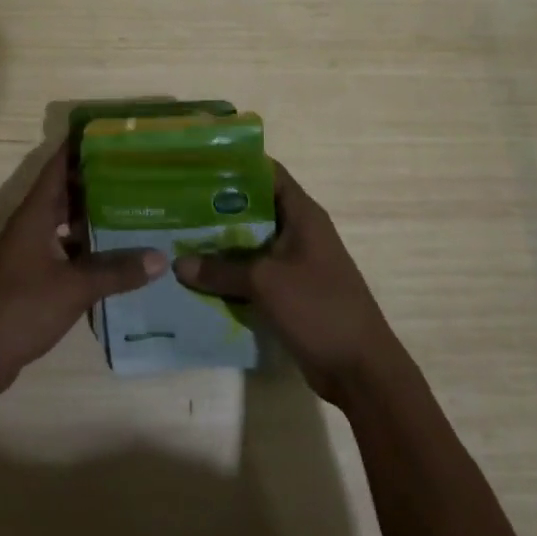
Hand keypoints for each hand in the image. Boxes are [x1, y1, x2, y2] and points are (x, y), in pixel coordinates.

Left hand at [0, 145, 162, 396]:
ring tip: (135, 210)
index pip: (57, 167)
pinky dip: (88, 251)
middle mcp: (31, 226)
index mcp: (34, 215)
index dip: (79, 147)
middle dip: (97, 182)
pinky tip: (117, 258)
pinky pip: (65, 252)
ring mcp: (30, 253)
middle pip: (65, 194)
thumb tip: (160, 258)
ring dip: (94, 218)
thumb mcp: (74, 287)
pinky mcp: (33, 278)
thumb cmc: (20, 307)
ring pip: (66, 225)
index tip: (110, 134)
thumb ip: (116, 271)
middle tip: (137, 173)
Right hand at [174, 160, 406, 404]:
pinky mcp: (289, 291)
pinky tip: (196, 277)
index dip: (234, 165)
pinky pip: (253, 273)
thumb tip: (177, 264)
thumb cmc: (319, 308)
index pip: (266, 173)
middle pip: (253, 208)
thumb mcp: (264, 283)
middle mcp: (299, 232)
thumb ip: (220, 270)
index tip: (196, 165)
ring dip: (219, 244)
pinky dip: (229, 273)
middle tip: (175, 204)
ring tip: (177, 237)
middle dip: (216, 207)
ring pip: (250, 243)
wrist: (360, 370)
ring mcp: (295, 263)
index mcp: (302, 214)